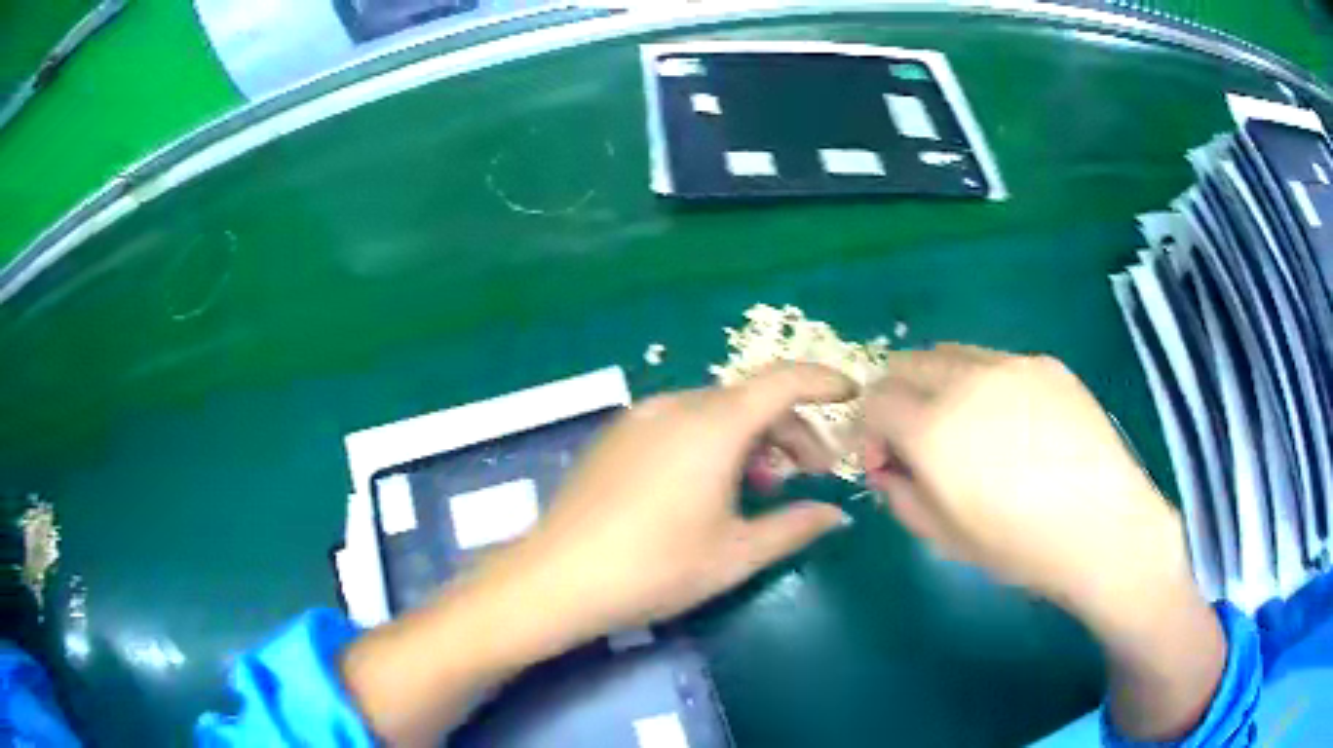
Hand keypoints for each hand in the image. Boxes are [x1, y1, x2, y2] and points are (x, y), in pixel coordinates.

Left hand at [342, 364, 855, 745]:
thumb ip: (794, 526)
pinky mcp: (616, 436)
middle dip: (789, 429)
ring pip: (714, 412)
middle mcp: (676, 405)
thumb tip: (837, 514)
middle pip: (749, 400)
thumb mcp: (735, 554)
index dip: (823, 381)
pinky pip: (680, 423)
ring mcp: (639, 417)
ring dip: (750, 438)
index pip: (782, 381)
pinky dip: (712, 441)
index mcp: (713, 425)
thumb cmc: (654, 568)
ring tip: (760, 486)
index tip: (851, 394)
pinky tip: (708, 486)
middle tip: (808, 475)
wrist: (556, 578)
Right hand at [860, 345, 1224, 740]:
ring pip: (949, 353)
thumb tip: (887, 466)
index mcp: (934, 430)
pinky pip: (994, 360)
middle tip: (916, 438)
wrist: (1103, 527)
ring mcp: (1010, 365)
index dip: (869, 429)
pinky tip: (1009, 421)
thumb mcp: (943, 537)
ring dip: (937, 383)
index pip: (875, 401)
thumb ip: (900, 494)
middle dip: (896, 398)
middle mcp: (966, 382)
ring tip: (963, 425)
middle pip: (905, 364)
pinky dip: (980, 382)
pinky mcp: (1044, 364)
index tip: (886, 460)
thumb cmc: (1020, 547)